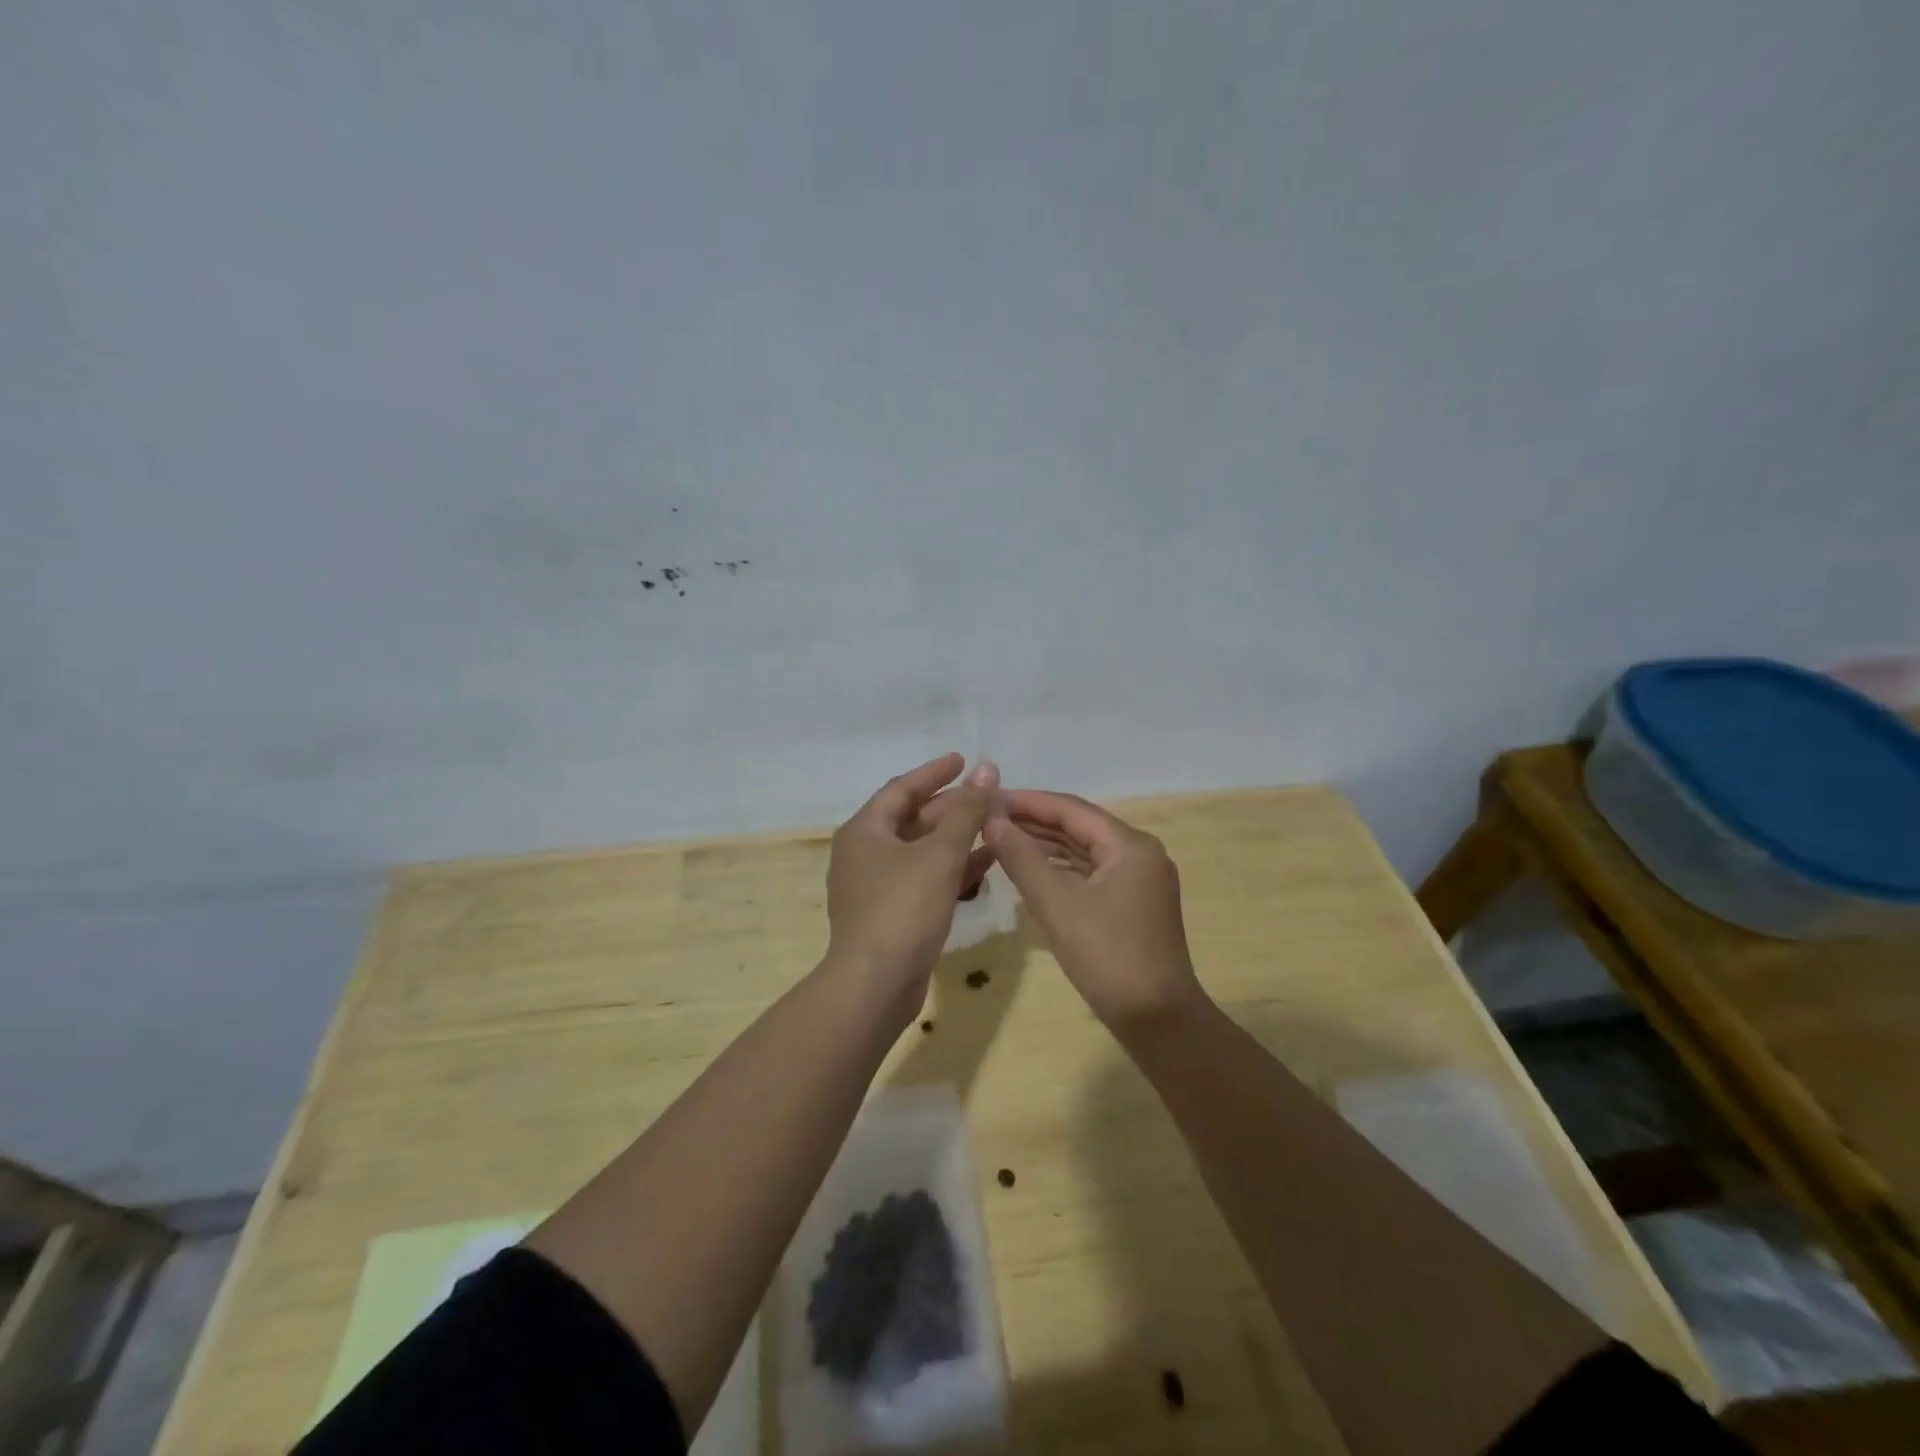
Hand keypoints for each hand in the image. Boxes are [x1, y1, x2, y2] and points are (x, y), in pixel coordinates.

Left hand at [827, 754, 998, 1012]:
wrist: (874, 986)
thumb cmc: (902, 909)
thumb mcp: (939, 855)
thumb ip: (966, 812)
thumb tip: (986, 769)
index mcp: (865, 831)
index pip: (902, 788)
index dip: (935, 773)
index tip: (964, 760)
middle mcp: (865, 853)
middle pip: (912, 819)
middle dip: (951, 807)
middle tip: (987, 796)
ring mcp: (876, 886)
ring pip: (921, 851)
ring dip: (956, 838)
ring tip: (993, 826)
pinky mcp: (890, 914)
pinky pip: (924, 879)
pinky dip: (951, 869)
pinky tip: (986, 865)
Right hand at [986, 790, 1204, 1034]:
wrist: (1158, 1021)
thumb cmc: (1107, 957)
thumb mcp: (1057, 905)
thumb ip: (1022, 858)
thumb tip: (991, 820)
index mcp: (1130, 846)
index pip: (1072, 809)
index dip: (1028, 801)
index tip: (989, 797)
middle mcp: (1140, 854)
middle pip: (1080, 826)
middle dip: (1035, 821)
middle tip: (989, 817)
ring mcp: (1139, 880)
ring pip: (1085, 850)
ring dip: (1046, 844)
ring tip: (1002, 838)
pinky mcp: (1133, 904)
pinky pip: (1092, 873)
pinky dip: (1061, 868)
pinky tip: (1031, 869)